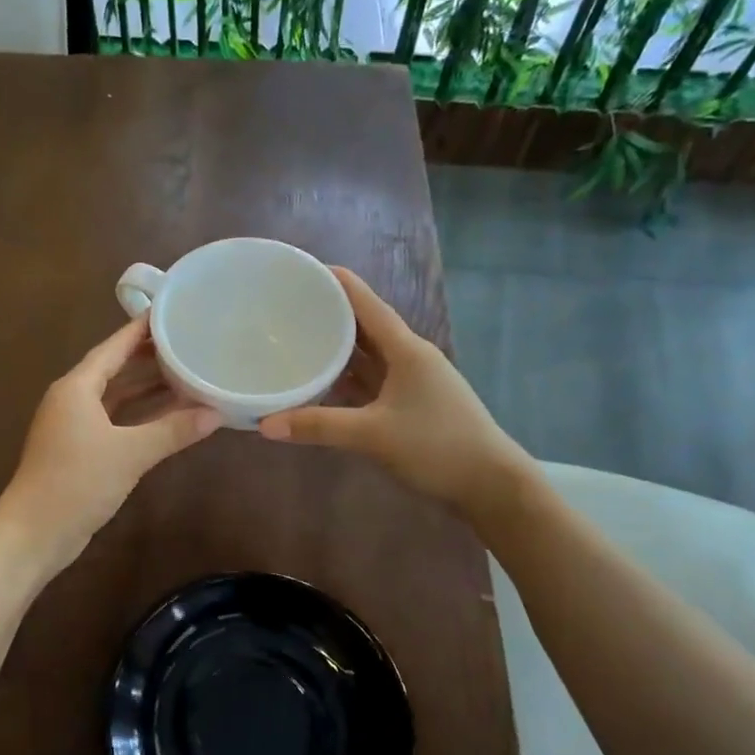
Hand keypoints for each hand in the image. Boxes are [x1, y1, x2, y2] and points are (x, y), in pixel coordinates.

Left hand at [0, 316, 222, 568]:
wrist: (35, 532)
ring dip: (147, 389)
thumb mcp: (129, 454)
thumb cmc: (77, 482)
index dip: (141, 330)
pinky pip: (116, 420)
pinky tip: (169, 415)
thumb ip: (172, 431)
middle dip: (149, 358)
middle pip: (115, 369)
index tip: (170, 311)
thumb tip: (215, 413)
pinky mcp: (81, 449)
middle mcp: (74, 399)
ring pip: (117, 397)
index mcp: (77, 387)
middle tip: (188, 342)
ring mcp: (75, 426)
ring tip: (187, 373)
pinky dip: (140, 416)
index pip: (113, 347)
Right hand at [258, 267, 535, 523]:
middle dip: (330, 313)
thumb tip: (264, 424)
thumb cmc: (437, 447)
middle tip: (288, 306)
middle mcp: (409, 357)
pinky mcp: (411, 405)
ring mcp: (412, 382)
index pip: (365, 303)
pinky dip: (347, 378)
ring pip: (368, 355)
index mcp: (406, 350)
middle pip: (365, 326)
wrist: (490, 485)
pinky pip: (372, 381)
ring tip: (297, 337)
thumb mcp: (373, 435)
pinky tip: (322, 382)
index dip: (336, 282)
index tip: (301, 270)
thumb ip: (319, 426)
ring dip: (338, 346)